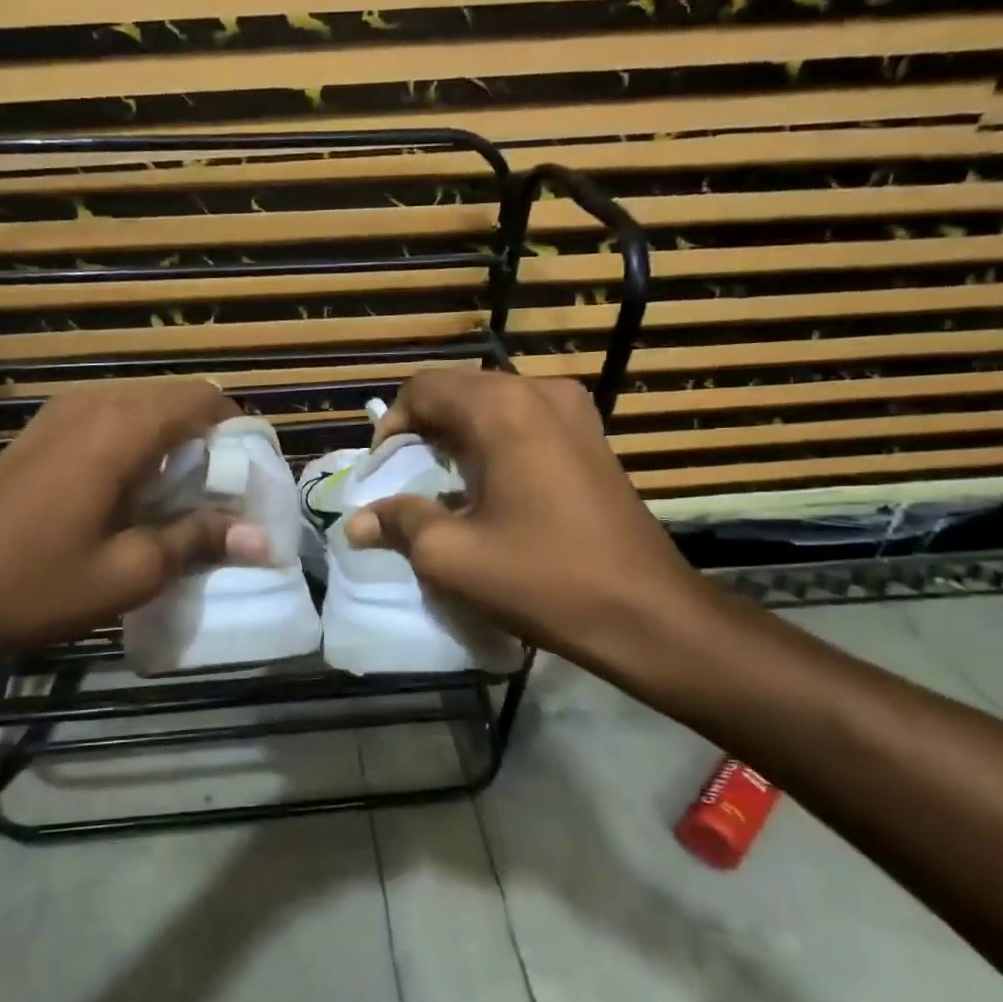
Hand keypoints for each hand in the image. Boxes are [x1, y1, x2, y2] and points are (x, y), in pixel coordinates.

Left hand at [0, 381, 267, 666]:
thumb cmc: (34, 584)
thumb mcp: (128, 572)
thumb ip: (198, 541)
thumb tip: (262, 537)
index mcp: (121, 427)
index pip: (203, 400)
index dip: (239, 431)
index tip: (254, 476)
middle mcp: (93, 404)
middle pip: (174, 403)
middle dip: (209, 444)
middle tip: (225, 501)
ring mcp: (59, 417)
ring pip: (141, 415)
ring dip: (173, 451)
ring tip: (184, 506)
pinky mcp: (40, 437)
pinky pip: (108, 428)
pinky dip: (138, 454)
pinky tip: (135, 503)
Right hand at [344, 370, 705, 666]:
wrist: (647, 613)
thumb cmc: (543, 578)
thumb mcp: (452, 556)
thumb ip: (399, 523)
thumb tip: (355, 522)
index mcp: (503, 408)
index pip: (424, 388)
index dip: (392, 426)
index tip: (384, 473)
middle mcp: (541, 392)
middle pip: (458, 392)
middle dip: (423, 431)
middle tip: (407, 482)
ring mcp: (575, 412)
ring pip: (492, 407)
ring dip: (458, 438)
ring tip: (445, 488)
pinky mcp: (593, 437)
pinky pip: (525, 423)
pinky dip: (494, 445)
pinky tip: (490, 490)